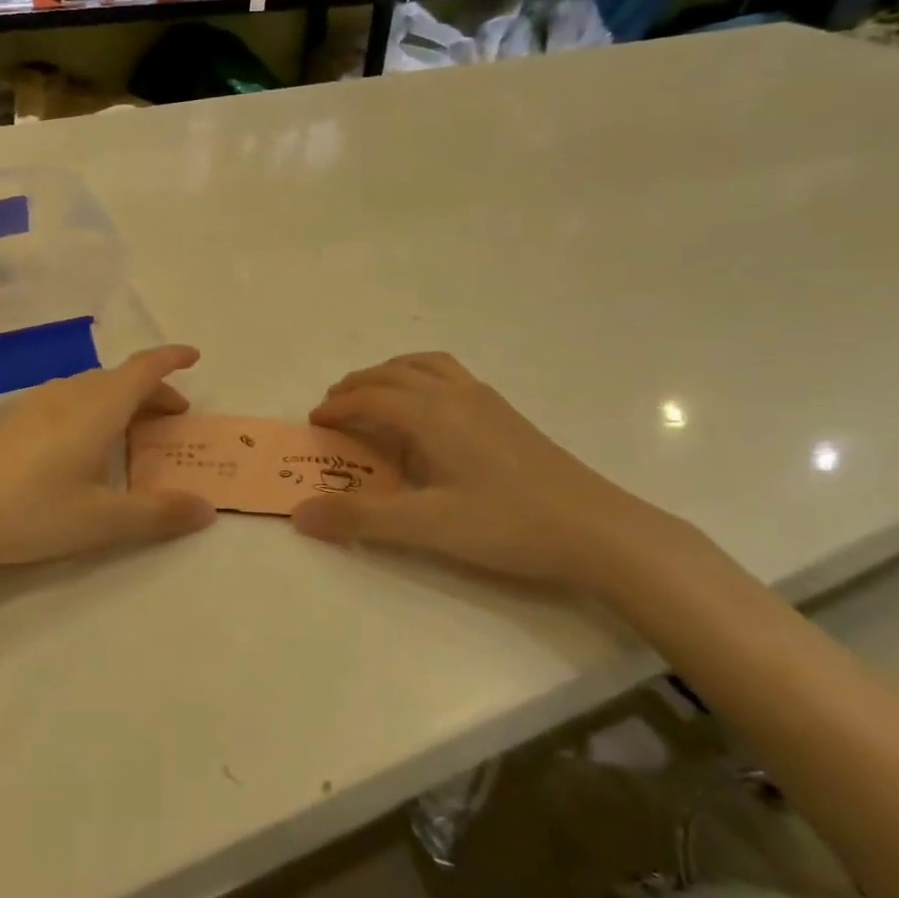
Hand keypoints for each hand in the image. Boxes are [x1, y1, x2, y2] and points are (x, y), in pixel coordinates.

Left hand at [0, 345, 216, 574]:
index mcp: (96, 407)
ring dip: (120, 400)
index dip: (171, 359)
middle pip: (119, 378)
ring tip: (131, 431)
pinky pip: (66, 400)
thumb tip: (207, 508)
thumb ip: (158, 513)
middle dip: (152, 391)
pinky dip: (92, 409)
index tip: (194, 357)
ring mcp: (34, 403)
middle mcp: (67, 394)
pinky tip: (81, 443)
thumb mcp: (102, 520)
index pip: (143, 368)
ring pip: (90, 388)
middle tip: (173, 419)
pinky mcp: (10, 420)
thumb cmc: (31, 511)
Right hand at [291, 353, 689, 597]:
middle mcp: (456, 395)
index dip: (336, 407)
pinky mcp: (507, 415)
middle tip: (334, 405)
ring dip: (391, 373)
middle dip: (358, 384)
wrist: (598, 531)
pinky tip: (430, 411)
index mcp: (432, 414)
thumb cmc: (508, 524)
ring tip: (375, 394)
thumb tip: (300, 513)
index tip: (313, 422)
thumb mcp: (426, 527)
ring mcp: (486, 401)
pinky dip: (422, 378)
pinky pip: (451, 376)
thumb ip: (360, 518)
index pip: (370, 398)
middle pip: (394, 373)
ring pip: (426, 366)